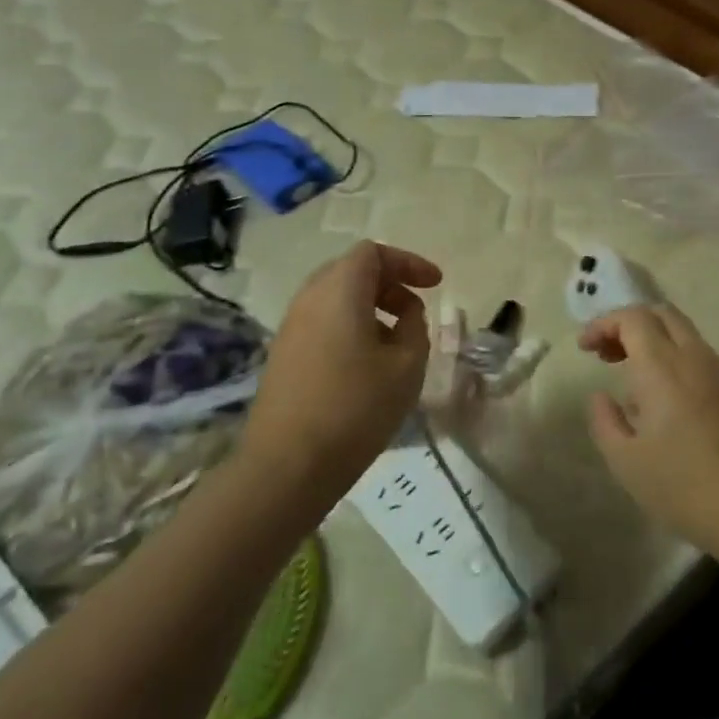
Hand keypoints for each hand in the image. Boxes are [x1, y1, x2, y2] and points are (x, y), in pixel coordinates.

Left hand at [244, 241, 440, 489]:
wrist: (287, 466)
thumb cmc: (356, 407)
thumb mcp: (407, 366)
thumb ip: (415, 328)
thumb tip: (406, 316)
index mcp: (339, 291)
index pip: (372, 252)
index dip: (408, 262)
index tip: (436, 284)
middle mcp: (309, 299)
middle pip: (351, 271)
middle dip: (389, 283)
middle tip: (416, 310)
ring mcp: (290, 328)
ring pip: (335, 298)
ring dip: (370, 308)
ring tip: (397, 341)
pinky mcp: (283, 356)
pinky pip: (322, 323)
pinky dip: (351, 327)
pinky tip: (369, 364)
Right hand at [579, 303, 718, 561]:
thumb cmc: (686, 487)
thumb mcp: (627, 462)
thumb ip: (605, 422)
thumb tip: (601, 396)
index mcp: (663, 367)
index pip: (633, 318)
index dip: (604, 324)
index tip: (585, 348)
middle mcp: (696, 358)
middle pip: (662, 314)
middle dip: (630, 325)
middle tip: (608, 355)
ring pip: (685, 336)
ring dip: (655, 343)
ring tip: (634, 383)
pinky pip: (702, 360)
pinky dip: (676, 362)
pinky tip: (668, 405)